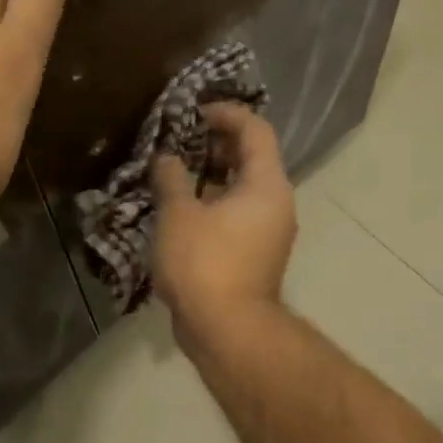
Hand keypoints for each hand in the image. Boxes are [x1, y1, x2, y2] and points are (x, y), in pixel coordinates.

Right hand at [151, 103, 296, 345]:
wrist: (226, 330)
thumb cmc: (204, 264)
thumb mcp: (178, 215)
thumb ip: (171, 179)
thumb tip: (166, 158)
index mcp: (266, 185)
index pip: (255, 130)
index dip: (226, 114)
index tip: (193, 112)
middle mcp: (276, 204)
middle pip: (251, 159)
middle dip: (215, 145)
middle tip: (179, 142)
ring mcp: (268, 233)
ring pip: (242, 190)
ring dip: (211, 177)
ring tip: (174, 174)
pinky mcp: (254, 257)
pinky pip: (236, 216)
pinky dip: (213, 204)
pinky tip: (180, 211)